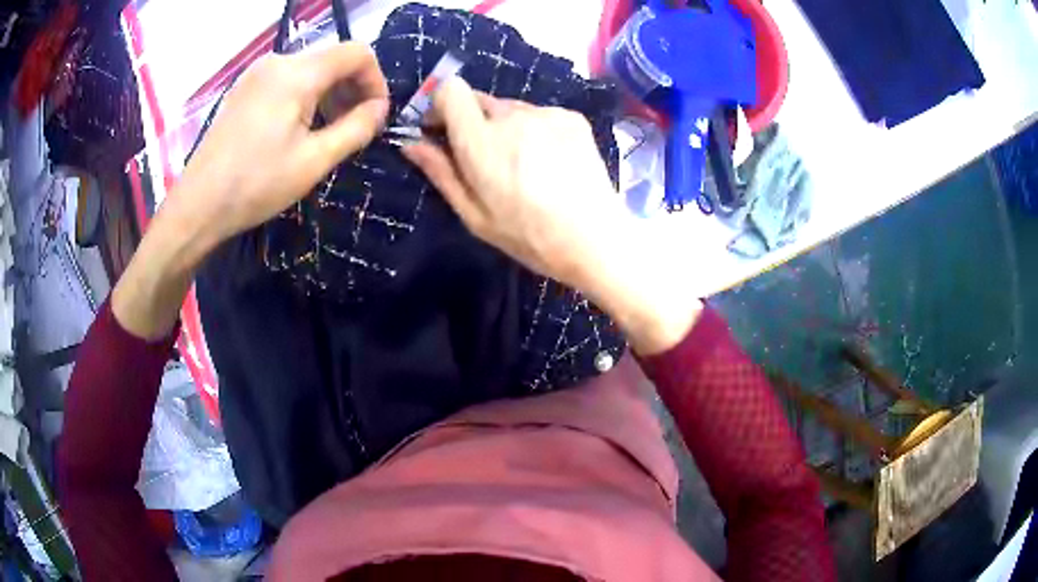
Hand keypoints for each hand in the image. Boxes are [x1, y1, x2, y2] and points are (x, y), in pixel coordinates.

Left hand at [177, 42, 389, 244]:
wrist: (198, 205)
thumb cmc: (256, 185)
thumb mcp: (314, 161)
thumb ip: (356, 128)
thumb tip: (380, 109)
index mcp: (296, 74)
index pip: (356, 53)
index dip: (375, 80)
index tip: (375, 115)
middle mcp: (277, 61)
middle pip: (333, 59)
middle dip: (352, 89)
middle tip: (355, 128)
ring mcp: (257, 74)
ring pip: (311, 69)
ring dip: (330, 94)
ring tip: (329, 132)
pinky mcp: (245, 89)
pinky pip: (288, 80)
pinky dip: (306, 97)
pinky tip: (300, 129)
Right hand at [403, 78, 701, 353]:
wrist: (597, 240)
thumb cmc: (530, 236)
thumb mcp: (475, 215)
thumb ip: (441, 173)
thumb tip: (410, 143)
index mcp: (482, 141)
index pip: (451, 89)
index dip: (440, 105)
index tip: (441, 130)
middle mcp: (513, 116)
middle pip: (479, 99)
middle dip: (472, 122)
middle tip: (485, 160)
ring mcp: (547, 113)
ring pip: (510, 108)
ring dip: (505, 127)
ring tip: (524, 166)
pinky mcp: (572, 117)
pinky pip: (539, 114)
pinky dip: (535, 130)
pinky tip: (549, 162)